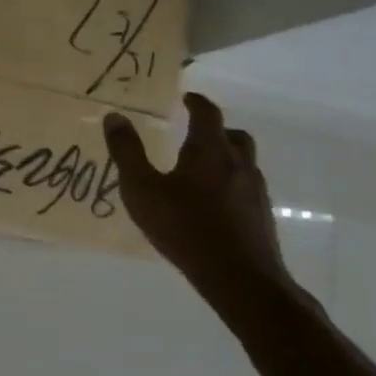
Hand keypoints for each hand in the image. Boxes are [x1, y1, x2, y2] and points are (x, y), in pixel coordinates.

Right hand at [102, 93, 290, 313]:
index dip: (196, 102)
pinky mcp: (261, 215)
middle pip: (233, 135)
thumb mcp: (142, 189)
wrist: (240, 278)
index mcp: (209, 150)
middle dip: (214, 129)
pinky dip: (230, 182)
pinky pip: (246, 186)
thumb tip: (114, 116)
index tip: (185, 98)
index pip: (208, 113)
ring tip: (200, 169)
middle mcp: (238, 163)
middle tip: (193, 132)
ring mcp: (255, 190)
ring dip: (225, 156)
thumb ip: (127, 152)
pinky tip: (212, 202)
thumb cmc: (185, 227)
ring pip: (243, 161)